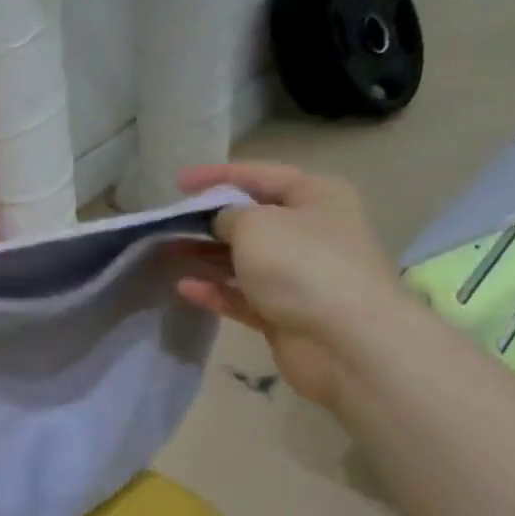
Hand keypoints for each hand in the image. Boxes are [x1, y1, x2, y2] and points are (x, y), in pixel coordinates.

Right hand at [177, 162, 408, 410]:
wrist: (347, 341)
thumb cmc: (301, 265)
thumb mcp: (255, 224)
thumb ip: (227, 215)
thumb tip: (222, 223)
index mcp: (315, 196)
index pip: (259, 174)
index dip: (216, 176)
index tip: (177, 183)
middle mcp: (310, 231)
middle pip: (251, 219)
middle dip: (208, 220)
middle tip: (169, 222)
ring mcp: (299, 275)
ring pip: (243, 259)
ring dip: (206, 256)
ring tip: (167, 252)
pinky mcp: (285, 312)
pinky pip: (242, 295)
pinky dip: (215, 290)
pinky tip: (184, 288)